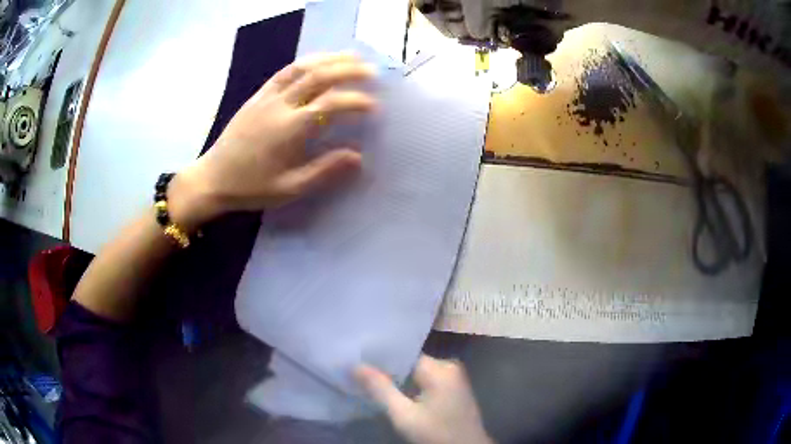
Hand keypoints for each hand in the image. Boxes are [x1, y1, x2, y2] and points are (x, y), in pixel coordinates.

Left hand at [169, 52, 376, 229]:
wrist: (213, 178)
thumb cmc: (251, 187)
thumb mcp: (289, 188)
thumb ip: (323, 170)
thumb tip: (357, 156)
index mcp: (290, 129)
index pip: (330, 104)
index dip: (356, 101)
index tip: (374, 106)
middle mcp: (280, 106)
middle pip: (319, 76)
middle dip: (349, 70)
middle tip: (371, 70)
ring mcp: (266, 97)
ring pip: (301, 68)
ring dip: (329, 59)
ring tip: (351, 56)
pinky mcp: (257, 96)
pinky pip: (283, 72)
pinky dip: (305, 63)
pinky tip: (318, 61)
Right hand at [355, 355, 493, 443]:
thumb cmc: (436, 434)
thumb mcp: (404, 415)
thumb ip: (380, 389)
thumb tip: (355, 366)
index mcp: (440, 368)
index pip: (403, 355)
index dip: (380, 359)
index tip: (357, 362)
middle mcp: (449, 366)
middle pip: (410, 363)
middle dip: (387, 371)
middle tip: (359, 375)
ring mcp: (454, 377)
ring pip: (416, 372)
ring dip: (397, 380)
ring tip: (371, 383)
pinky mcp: (453, 388)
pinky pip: (426, 380)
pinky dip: (410, 387)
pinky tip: (394, 394)